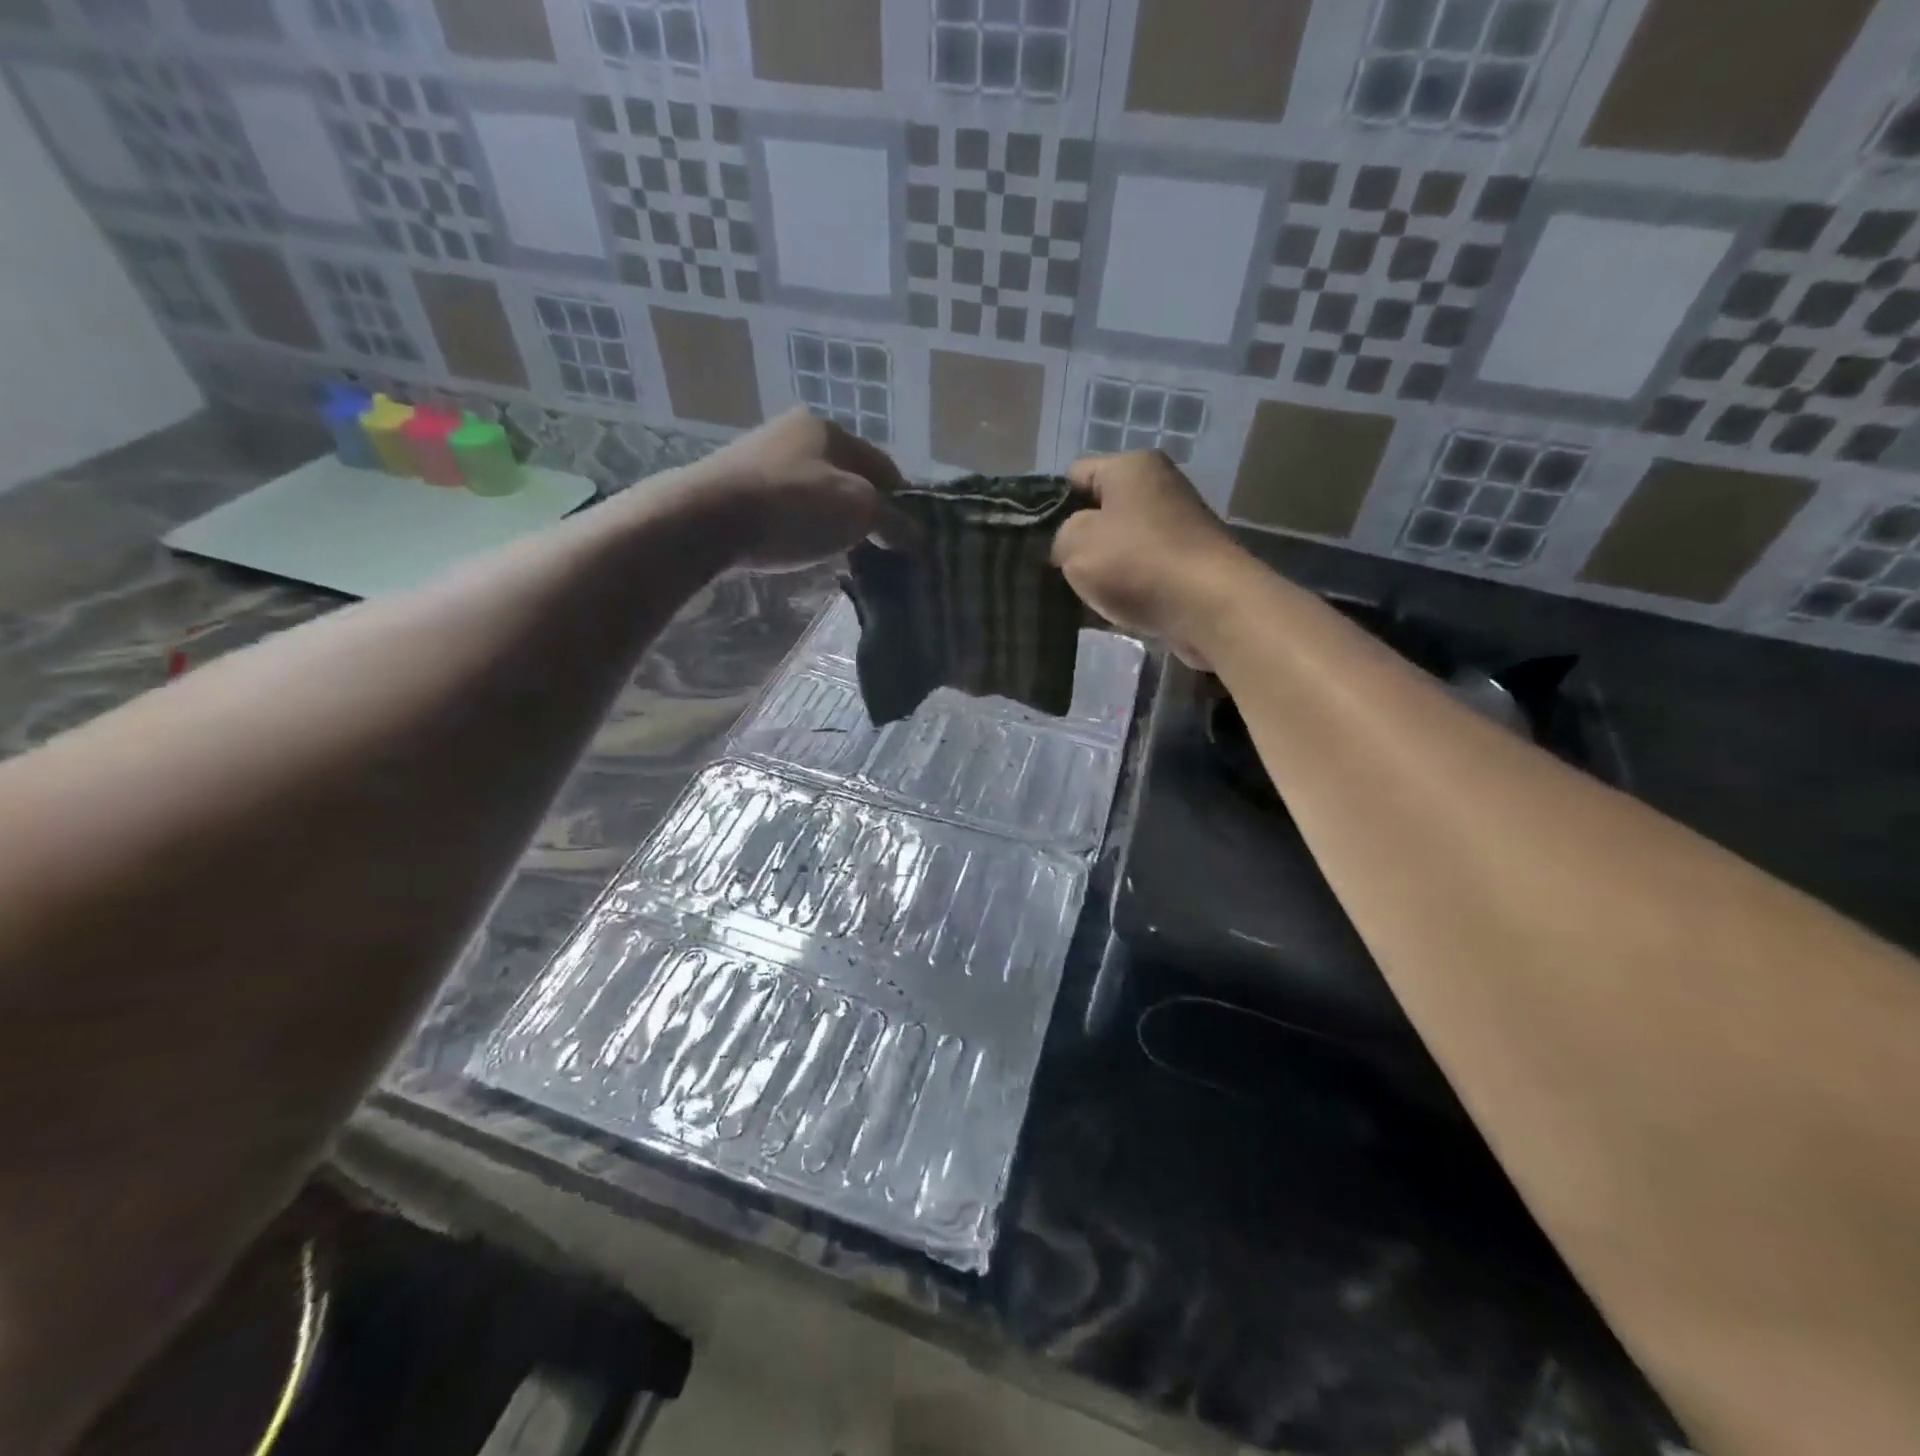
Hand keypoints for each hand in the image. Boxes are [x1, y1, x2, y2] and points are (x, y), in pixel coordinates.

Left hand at [663, 409, 910, 568]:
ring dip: (832, 520)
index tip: (908, 537)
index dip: (902, 502)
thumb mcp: (858, 511)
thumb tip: (917, 538)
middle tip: (876, 548)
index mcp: (828, 428)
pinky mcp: (736, 485)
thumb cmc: (793, 506)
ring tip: (839, 553)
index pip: (883, 465)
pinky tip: (800, 547)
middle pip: (848, 477)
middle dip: (865, 511)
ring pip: (815, 492)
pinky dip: (801, 525)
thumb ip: (894, 522)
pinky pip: (785, 506)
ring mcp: (760, 456)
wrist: (705, 519)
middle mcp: (794, 433)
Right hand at [1052, 450, 1253, 667]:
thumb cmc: (1137, 563)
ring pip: (1118, 547)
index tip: (1036, 540)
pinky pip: (1140, 573)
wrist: (1210, 607)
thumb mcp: (1075, 543)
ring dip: (1099, 571)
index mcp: (1131, 466)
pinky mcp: (1186, 565)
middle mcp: (1158, 488)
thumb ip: (1059, 536)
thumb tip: (1070, 545)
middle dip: (1075, 541)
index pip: (1074, 474)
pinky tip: (1106, 612)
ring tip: (1077, 596)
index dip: (1049, 505)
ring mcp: (1176, 528)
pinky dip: (1124, 589)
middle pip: (1098, 512)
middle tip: (1053, 571)